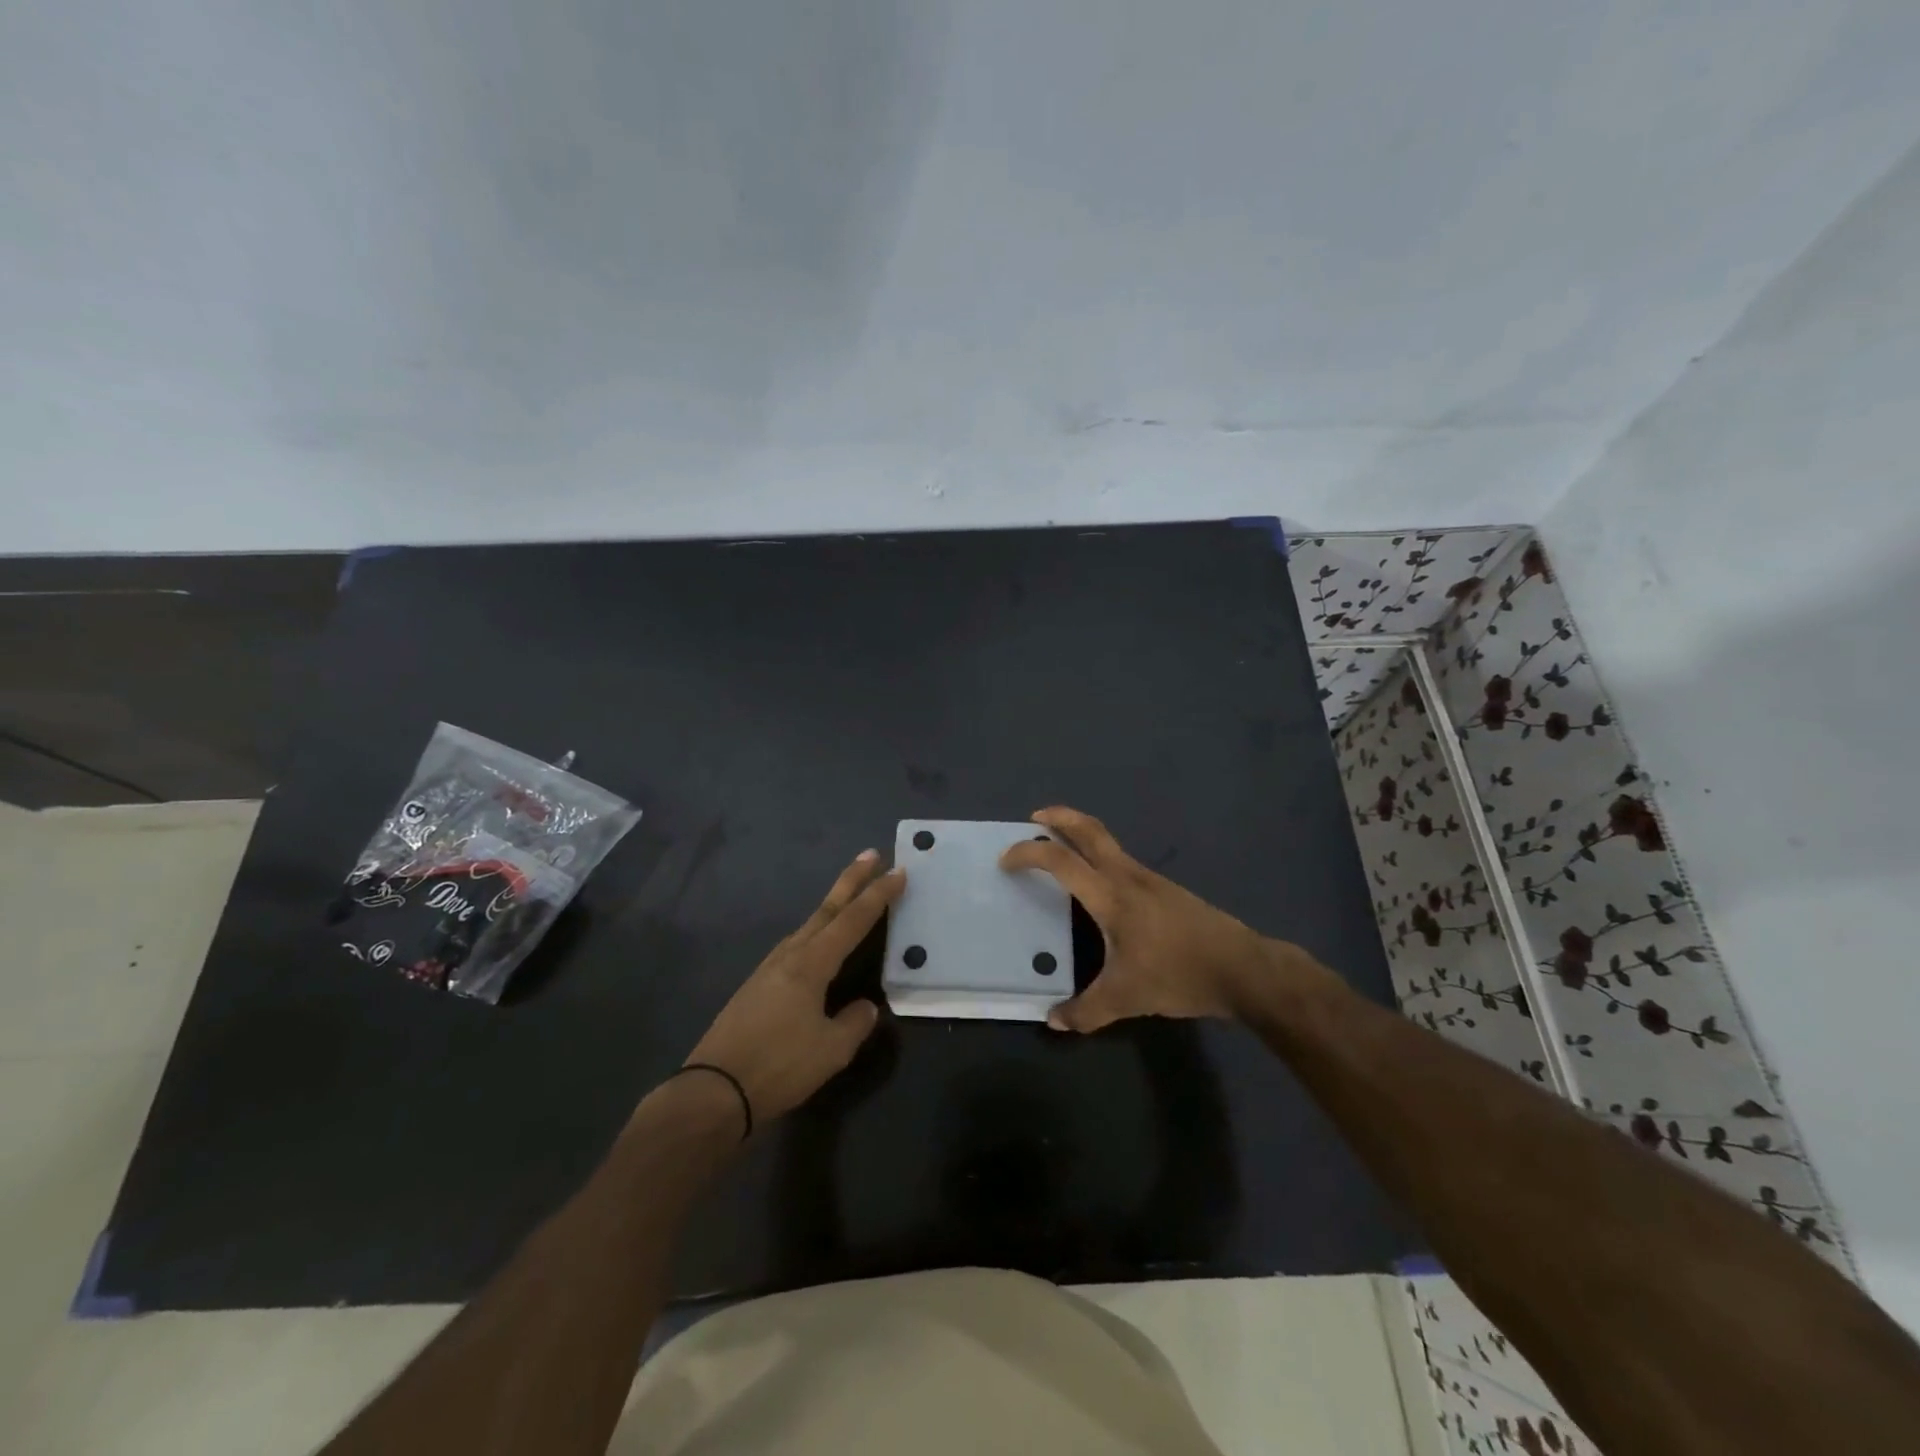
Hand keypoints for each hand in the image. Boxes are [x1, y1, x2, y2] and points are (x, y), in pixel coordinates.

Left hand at [683, 850, 902, 1124]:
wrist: (713, 1091)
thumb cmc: (778, 1066)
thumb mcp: (830, 1050)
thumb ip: (854, 1023)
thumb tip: (865, 1007)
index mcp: (811, 964)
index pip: (853, 920)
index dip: (878, 895)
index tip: (898, 871)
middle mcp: (789, 956)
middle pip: (826, 910)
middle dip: (851, 881)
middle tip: (870, 854)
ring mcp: (768, 969)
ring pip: (808, 926)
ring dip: (832, 907)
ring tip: (850, 898)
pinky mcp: (756, 987)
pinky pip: (795, 947)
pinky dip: (815, 933)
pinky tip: (817, 947)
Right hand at [999, 806, 1286, 1033]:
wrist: (1242, 968)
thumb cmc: (1178, 974)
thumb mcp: (1126, 998)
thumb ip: (1085, 1011)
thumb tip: (1053, 1022)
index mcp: (1110, 895)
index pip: (1060, 860)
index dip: (1028, 853)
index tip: (1005, 859)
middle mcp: (1127, 876)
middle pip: (1089, 830)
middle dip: (1059, 817)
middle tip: (1034, 818)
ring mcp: (1149, 879)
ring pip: (1108, 841)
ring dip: (1080, 834)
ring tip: (1060, 849)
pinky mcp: (1164, 888)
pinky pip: (1121, 859)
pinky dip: (1099, 855)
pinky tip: (1098, 885)